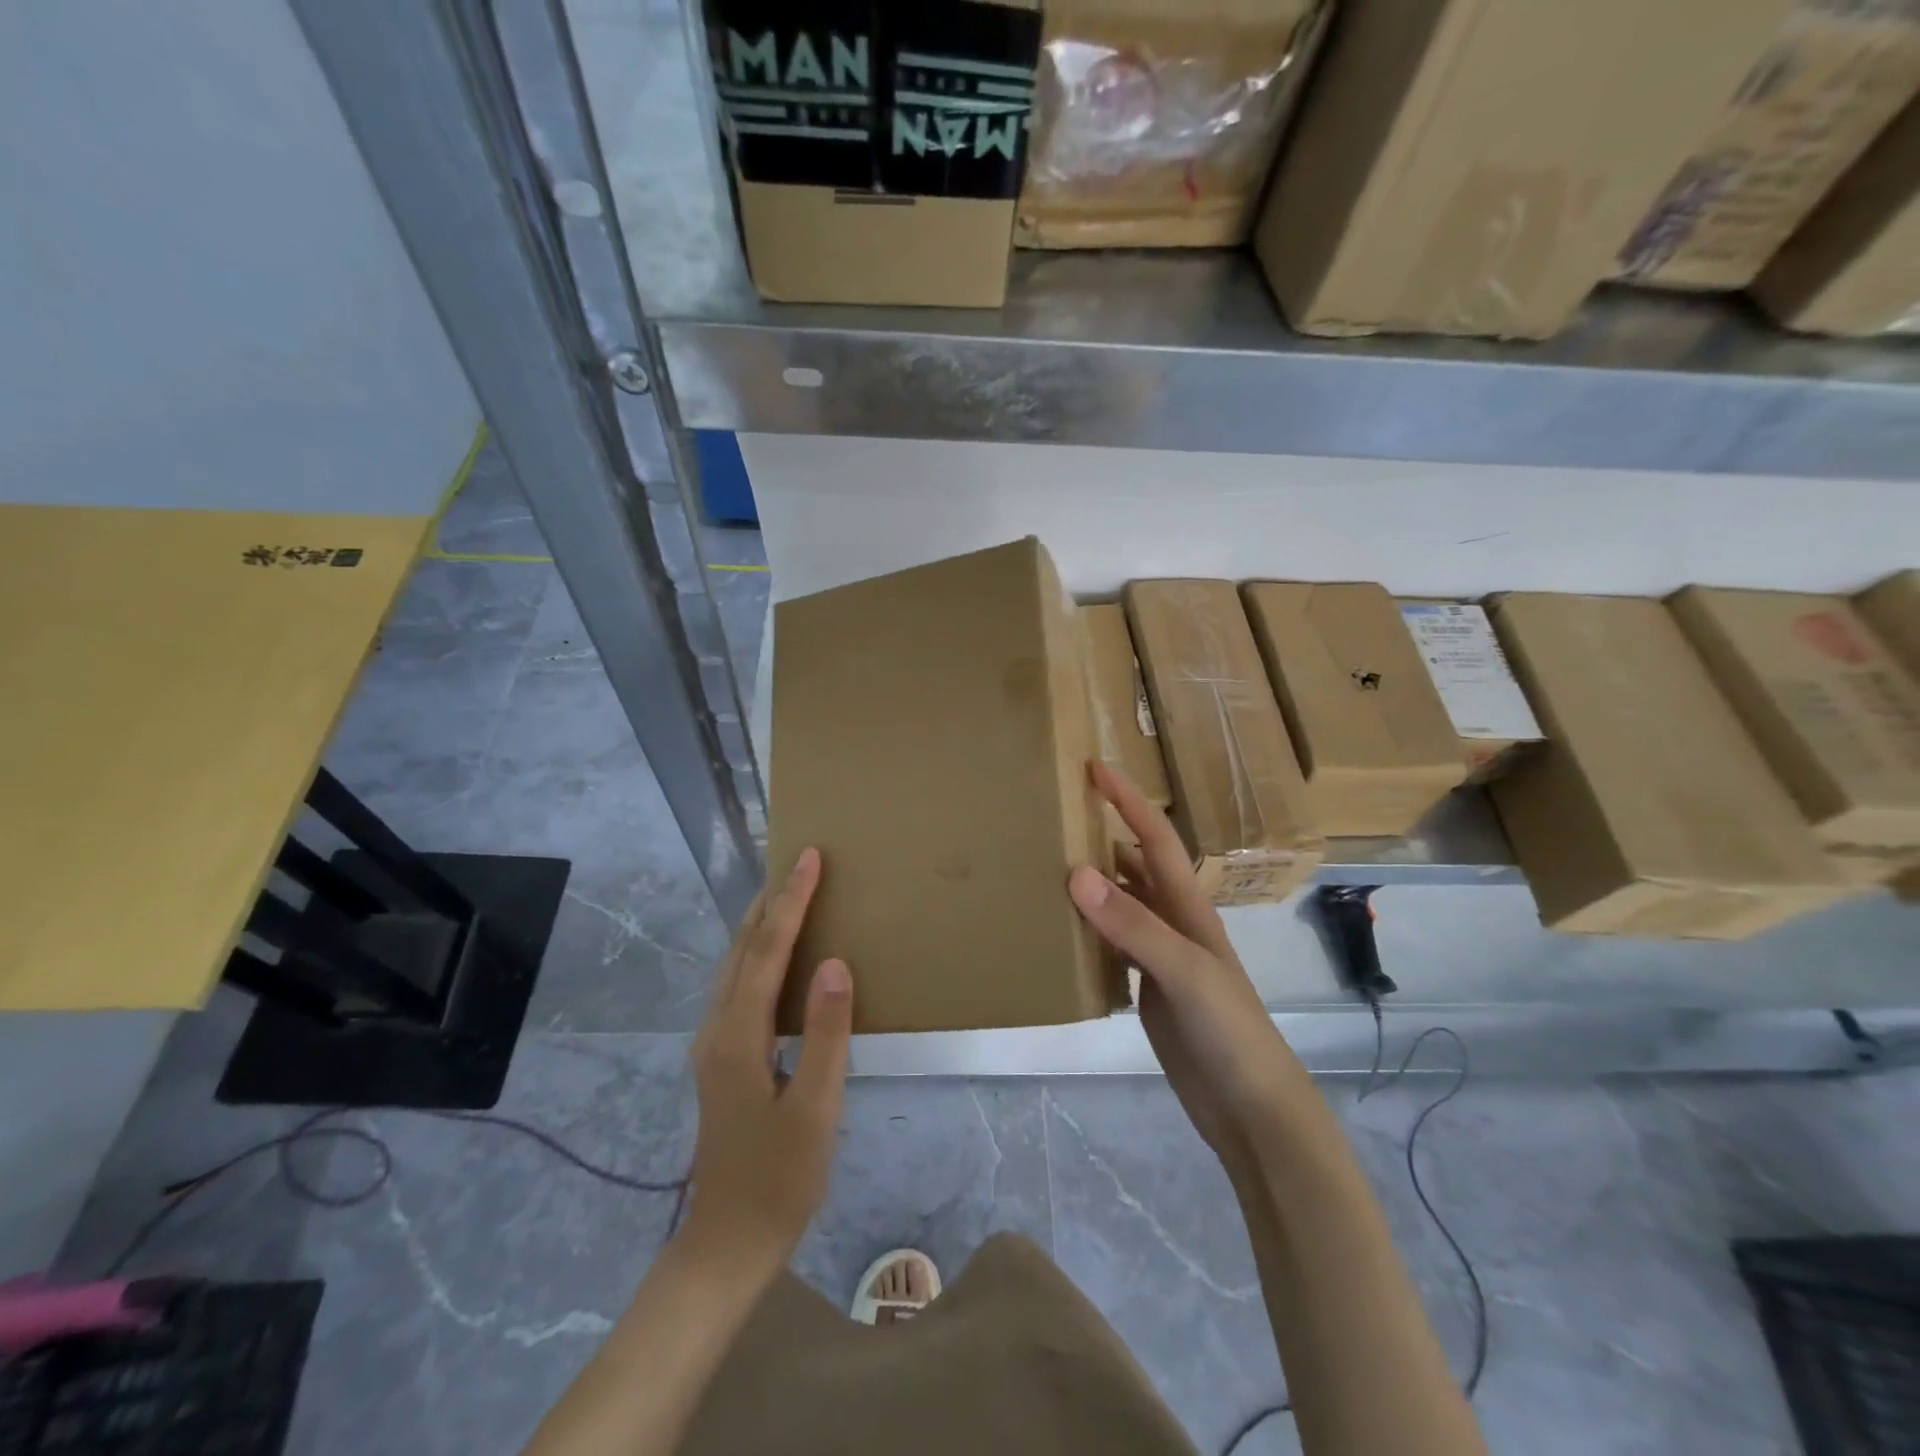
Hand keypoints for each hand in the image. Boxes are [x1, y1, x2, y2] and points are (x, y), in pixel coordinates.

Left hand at [684, 847, 852, 1269]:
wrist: (727, 1244)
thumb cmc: (780, 1180)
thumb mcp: (815, 1111)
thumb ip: (825, 1034)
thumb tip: (835, 962)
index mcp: (738, 1037)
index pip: (767, 952)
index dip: (791, 902)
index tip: (810, 858)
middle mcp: (717, 1030)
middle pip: (742, 950)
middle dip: (771, 902)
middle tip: (801, 864)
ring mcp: (714, 1045)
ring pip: (735, 966)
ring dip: (762, 925)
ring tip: (791, 894)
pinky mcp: (721, 1058)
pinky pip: (739, 986)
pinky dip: (759, 954)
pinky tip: (779, 956)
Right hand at [1068, 763, 1308, 1176]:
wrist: (1252, 1107)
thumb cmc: (1229, 1031)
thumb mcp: (1184, 971)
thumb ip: (1134, 924)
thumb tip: (1076, 872)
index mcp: (1187, 907)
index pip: (1155, 838)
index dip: (1129, 800)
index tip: (1094, 767)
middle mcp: (1173, 922)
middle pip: (1135, 864)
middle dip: (1104, 833)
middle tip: (1056, 815)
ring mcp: (1160, 957)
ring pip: (1121, 903)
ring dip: (1092, 881)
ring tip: (1047, 864)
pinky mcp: (1147, 989)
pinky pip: (1112, 944)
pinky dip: (1088, 928)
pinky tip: (1061, 930)